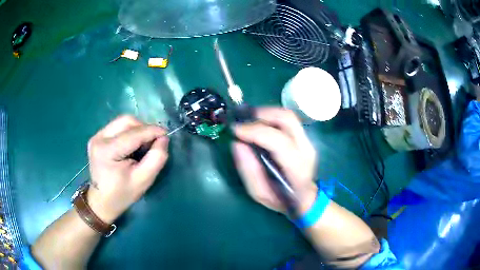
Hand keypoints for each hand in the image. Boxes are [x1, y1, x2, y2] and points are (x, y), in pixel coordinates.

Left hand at [86, 115, 168, 222]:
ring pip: (122, 122)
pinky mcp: (98, 137)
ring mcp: (96, 136)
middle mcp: (99, 138)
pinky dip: (129, 133)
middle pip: (127, 121)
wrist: (102, 201)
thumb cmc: (122, 194)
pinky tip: (132, 146)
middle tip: (153, 142)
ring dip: (137, 129)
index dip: (152, 131)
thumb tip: (163, 138)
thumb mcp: (143, 180)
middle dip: (143, 128)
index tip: (166, 135)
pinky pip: (118, 127)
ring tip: (142, 145)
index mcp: (107, 150)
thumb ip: (156, 158)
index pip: (134, 133)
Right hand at [232, 108, 317, 213]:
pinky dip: (271, 117)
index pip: (278, 141)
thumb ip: (248, 170)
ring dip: (266, 113)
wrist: (304, 198)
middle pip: (287, 119)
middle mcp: (306, 150)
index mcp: (296, 168)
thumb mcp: (260, 193)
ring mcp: (308, 141)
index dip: (255, 131)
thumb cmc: (281, 199)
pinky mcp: (304, 137)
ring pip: (288, 116)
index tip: (235, 130)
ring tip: (249, 120)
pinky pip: (287, 120)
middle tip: (242, 120)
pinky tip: (259, 124)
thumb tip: (237, 144)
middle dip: (262, 114)